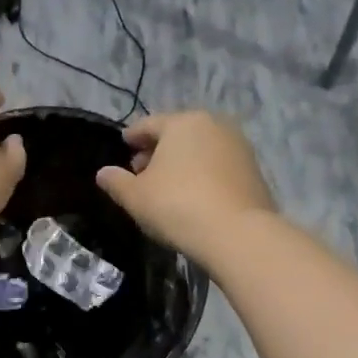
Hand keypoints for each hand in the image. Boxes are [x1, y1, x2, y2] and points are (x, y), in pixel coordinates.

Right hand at [95, 112, 275, 262]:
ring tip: (167, 186)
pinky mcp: (254, 170)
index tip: (123, 146)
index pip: (149, 124)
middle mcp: (214, 125)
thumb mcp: (135, 196)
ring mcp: (238, 146)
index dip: (132, 136)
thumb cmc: (177, 206)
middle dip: (157, 150)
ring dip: (182, 163)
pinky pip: (217, 166)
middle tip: (141, 171)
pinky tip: (193, 196)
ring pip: (200, 149)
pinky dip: (202, 174)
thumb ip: (116, 181)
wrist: (237, 234)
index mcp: (182, 123)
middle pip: (177, 134)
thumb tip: (103, 173)